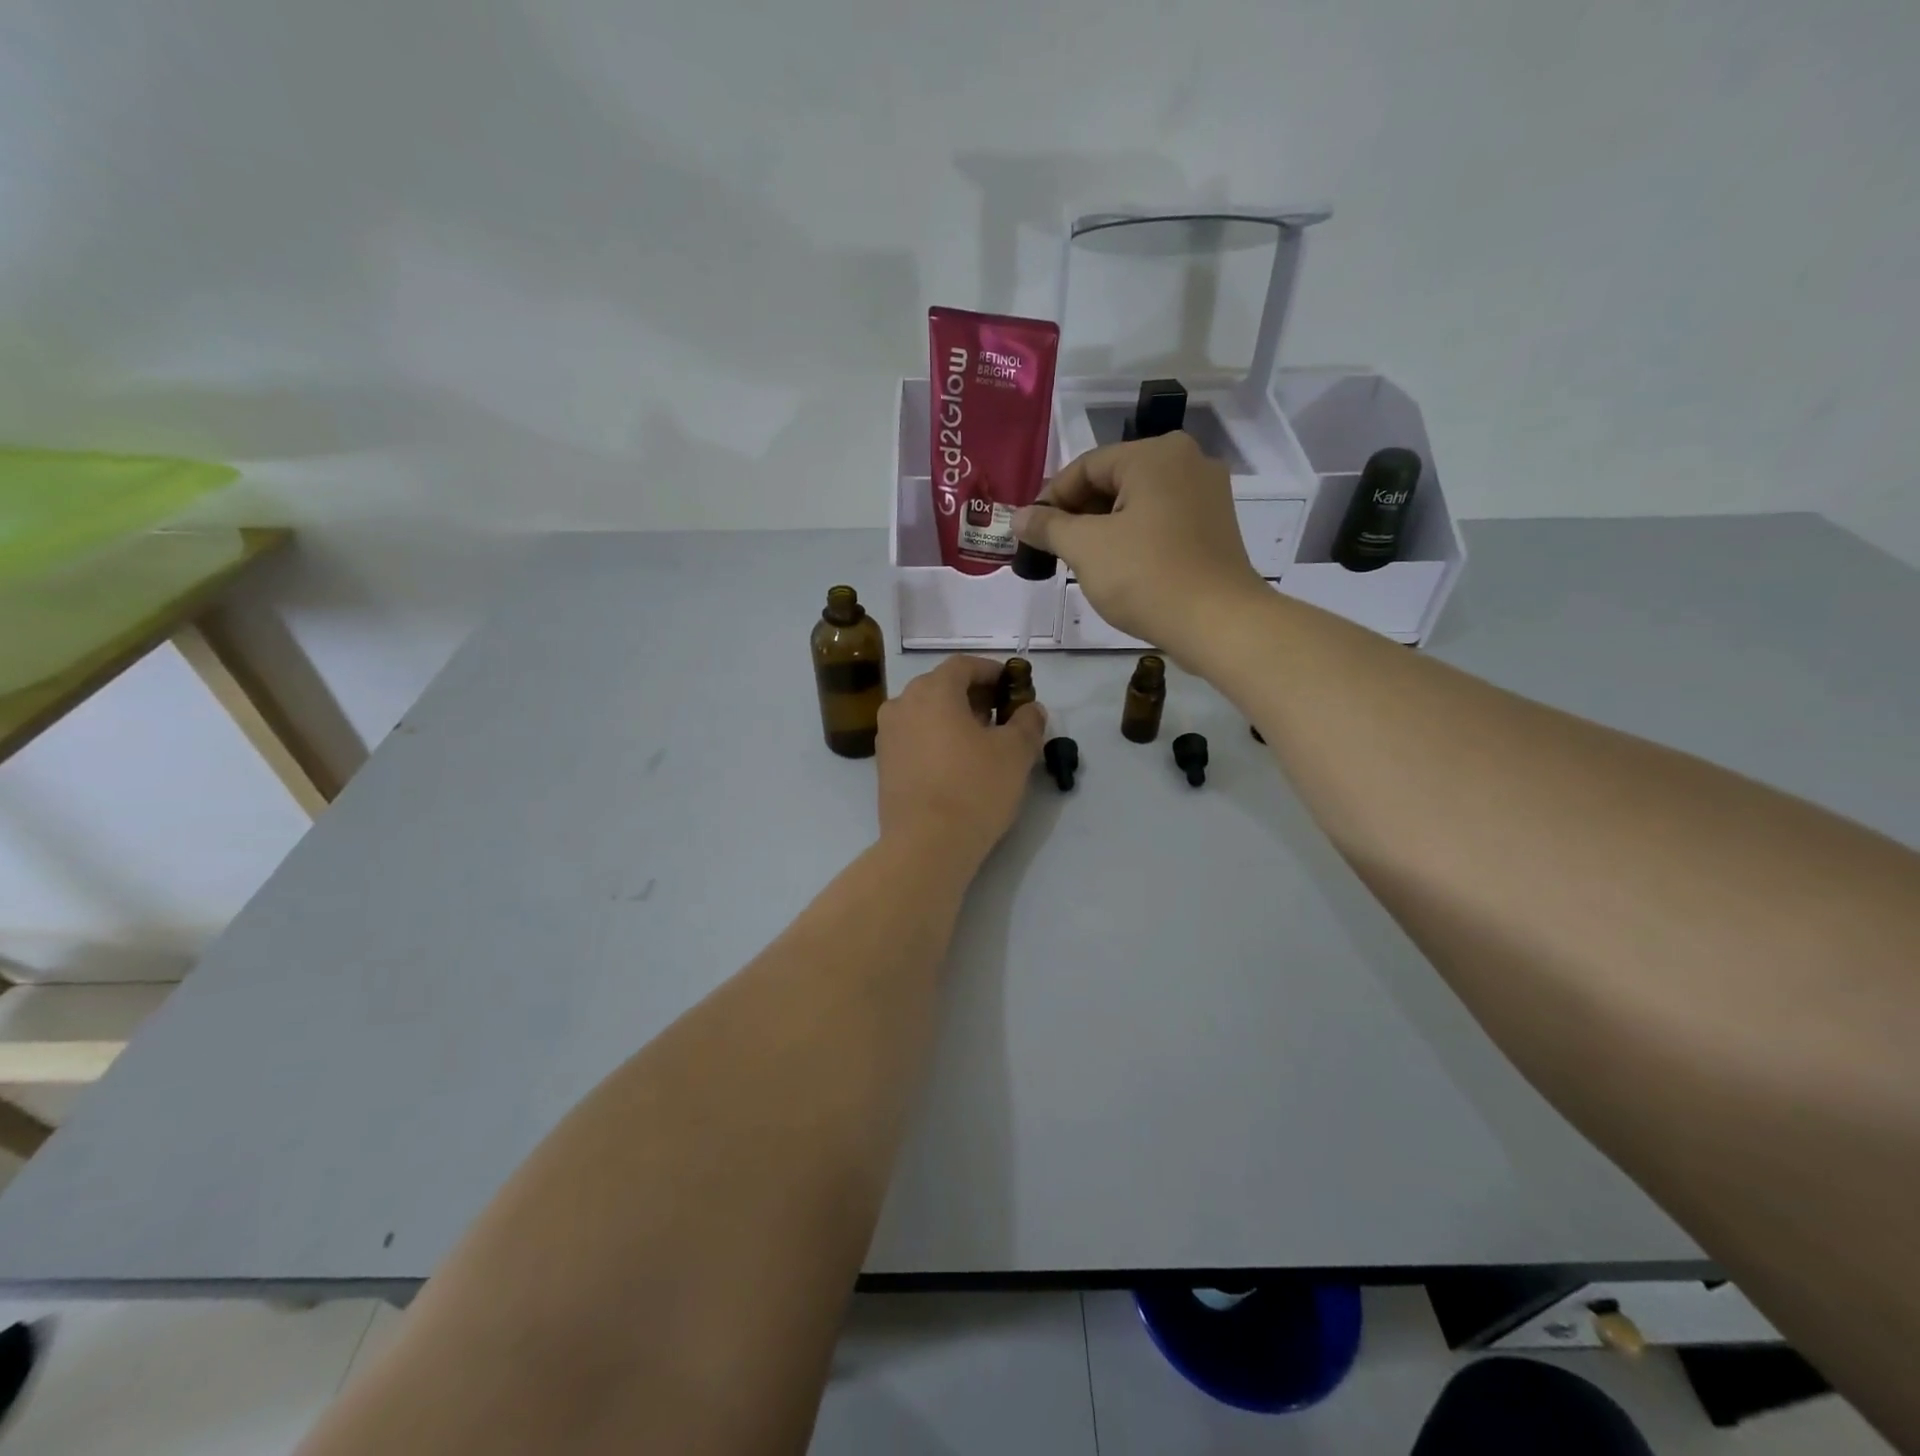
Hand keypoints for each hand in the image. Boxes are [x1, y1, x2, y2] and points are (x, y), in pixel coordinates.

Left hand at [877, 657, 1045, 868]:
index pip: (963, 665)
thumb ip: (1027, 722)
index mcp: (932, 691)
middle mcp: (902, 704)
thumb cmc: (974, 788)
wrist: (926, 845)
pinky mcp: (883, 764)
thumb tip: (1031, 709)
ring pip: (925, 713)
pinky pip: (914, 737)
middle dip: (973, 696)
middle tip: (1002, 715)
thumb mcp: (1015, 753)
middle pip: (941, 687)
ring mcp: (887, 735)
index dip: (991, 671)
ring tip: (982, 741)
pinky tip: (957, 763)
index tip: (1013, 687)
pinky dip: (936, 739)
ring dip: (954, 718)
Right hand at [1012, 432, 1265, 656]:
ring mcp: (1206, 494)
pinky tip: (1119, 567)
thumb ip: (1048, 526)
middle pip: (1113, 481)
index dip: (1051, 499)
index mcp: (1155, 454)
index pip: (1086, 466)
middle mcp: (1186, 461)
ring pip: (1137, 503)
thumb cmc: (1146, 577)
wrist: (1218, 623)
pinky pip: (1161, 521)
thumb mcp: (1085, 548)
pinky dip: (1133, 537)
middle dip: (1078, 515)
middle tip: (1053, 551)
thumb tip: (1019, 517)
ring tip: (1082, 562)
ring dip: (1103, 528)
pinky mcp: (1214, 526)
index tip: (1030, 533)